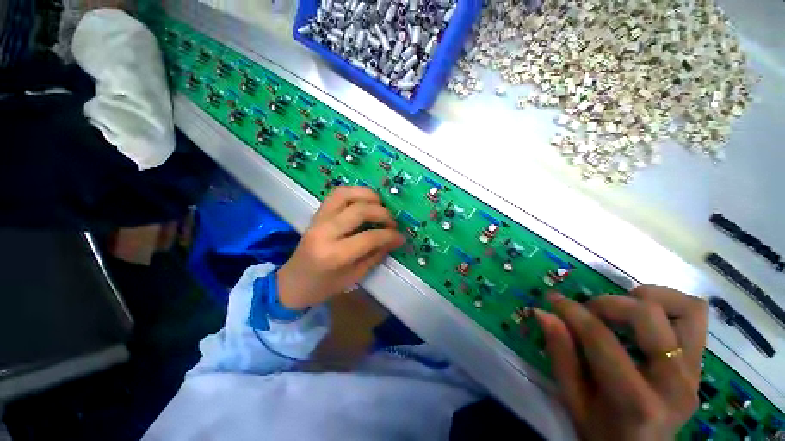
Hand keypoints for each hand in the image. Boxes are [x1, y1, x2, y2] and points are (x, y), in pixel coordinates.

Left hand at [277, 187, 404, 309]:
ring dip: (368, 195)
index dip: (389, 235)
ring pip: (345, 194)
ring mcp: (318, 220)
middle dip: (382, 213)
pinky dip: (354, 192)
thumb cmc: (323, 286)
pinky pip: (336, 195)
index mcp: (334, 255)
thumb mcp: (354, 276)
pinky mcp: (316, 214)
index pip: (369, 238)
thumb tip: (394, 240)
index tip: (401, 236)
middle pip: (359, 211)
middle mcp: (324, 232)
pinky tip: (364, 201)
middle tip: (392, 222)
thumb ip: (375, 255)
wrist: (292, 283)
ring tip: (380, 205)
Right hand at [535, 286, 707, 440]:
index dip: (572, 312)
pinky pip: (694, 316)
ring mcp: (694, 373)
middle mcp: (674, 383)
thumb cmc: (602, 431)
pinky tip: (643, 316)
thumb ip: (560, 353)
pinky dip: (668, 304)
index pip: (602, 339)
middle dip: (608, 303)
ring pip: (686, 308)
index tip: (554, 299)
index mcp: (636, 402)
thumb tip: (542, 312)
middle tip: (588, 310)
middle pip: (648, 315)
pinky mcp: (700, 365)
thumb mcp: (573, 398)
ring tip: (622, 309)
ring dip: (648, 298)